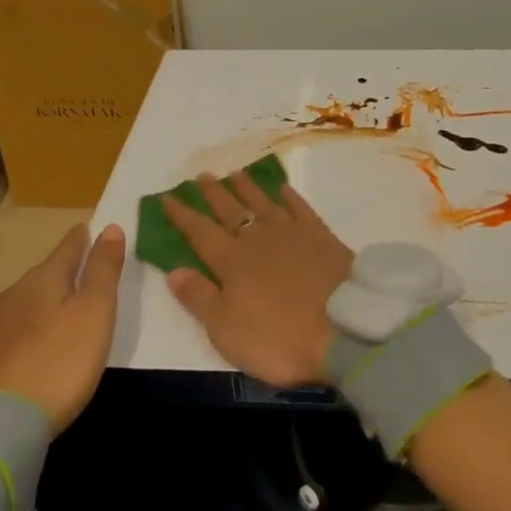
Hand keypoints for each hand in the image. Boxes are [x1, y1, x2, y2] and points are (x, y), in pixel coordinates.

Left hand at [0, 222, 125, 432]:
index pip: (68, 247)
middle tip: (83, 275)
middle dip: (63, 271)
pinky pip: (12, 335)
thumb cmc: (59, 361)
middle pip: (44, 275)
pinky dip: (28, 334)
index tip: (90, 228)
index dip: (83, 237)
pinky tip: (34, 350)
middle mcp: (14, 296)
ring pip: (26, 305)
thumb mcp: (95, 311)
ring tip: (62, 313)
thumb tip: (109, 227)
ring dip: (44, 304)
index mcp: (43, 278)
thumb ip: (103, 269)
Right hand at [163, 171, 355, 387]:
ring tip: (236, 173)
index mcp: (232, 262)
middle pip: (231, 211)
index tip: (167, 197)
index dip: (182, 215)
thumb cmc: (278, 337)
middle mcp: (259, 239)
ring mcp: (292, 233)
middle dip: (214, 194)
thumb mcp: (226, 330)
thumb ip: (199, 298)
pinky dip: (290, 197)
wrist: (344, 327)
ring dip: (248, 188)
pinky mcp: (321, 236)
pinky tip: (283, 189)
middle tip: (202, 175)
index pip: (200, 233)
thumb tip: (173, 270)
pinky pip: (301, 209)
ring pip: (264, 203)